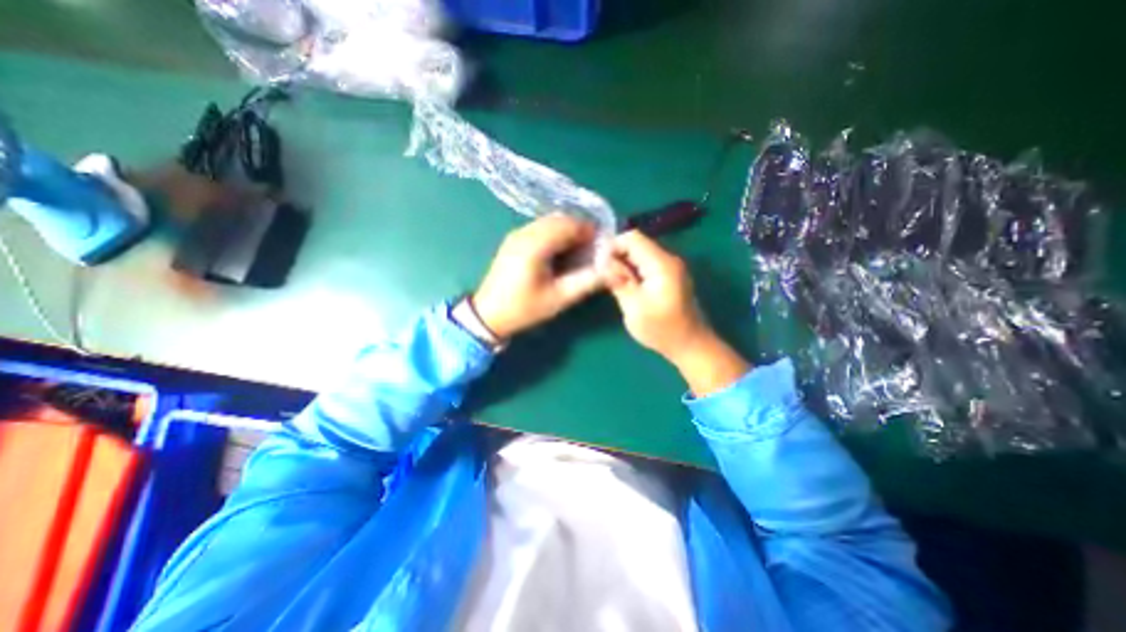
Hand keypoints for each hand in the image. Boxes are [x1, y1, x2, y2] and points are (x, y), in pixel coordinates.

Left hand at [472, 213, 602, 339]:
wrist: (489, 314)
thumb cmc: (525, 309)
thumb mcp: (559, 298)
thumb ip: (587, 281)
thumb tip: (612, 269)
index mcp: (535, 245)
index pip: (569, 225)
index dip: (590, 231)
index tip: (603, 246)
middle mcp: (524, 233)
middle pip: (560, 219)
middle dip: (580, 230)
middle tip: (593, 250)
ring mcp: (516, 234)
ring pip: (550, 222)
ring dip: (568, 231)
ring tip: (579, 252)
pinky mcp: (513, 240)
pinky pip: (540, 228)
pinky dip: (556, 234)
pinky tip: (560, 252)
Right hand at [603, 229, 749, 392]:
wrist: (690, 345)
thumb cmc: (661, 329)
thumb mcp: (634, 307)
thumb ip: (618, 281)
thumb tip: (601, 262)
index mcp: (662, 264)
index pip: (633, 238)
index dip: (612, 246)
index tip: (598, 263)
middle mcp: (668, 259)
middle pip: (637, 244)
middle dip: (616, 255)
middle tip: (601, 273)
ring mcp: (670, 267)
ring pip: (640, 254)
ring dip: (623, 263)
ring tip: (609, 279)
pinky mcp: (669, 276)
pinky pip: (646, 264)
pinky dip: (633, 270)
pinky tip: (624, 283)